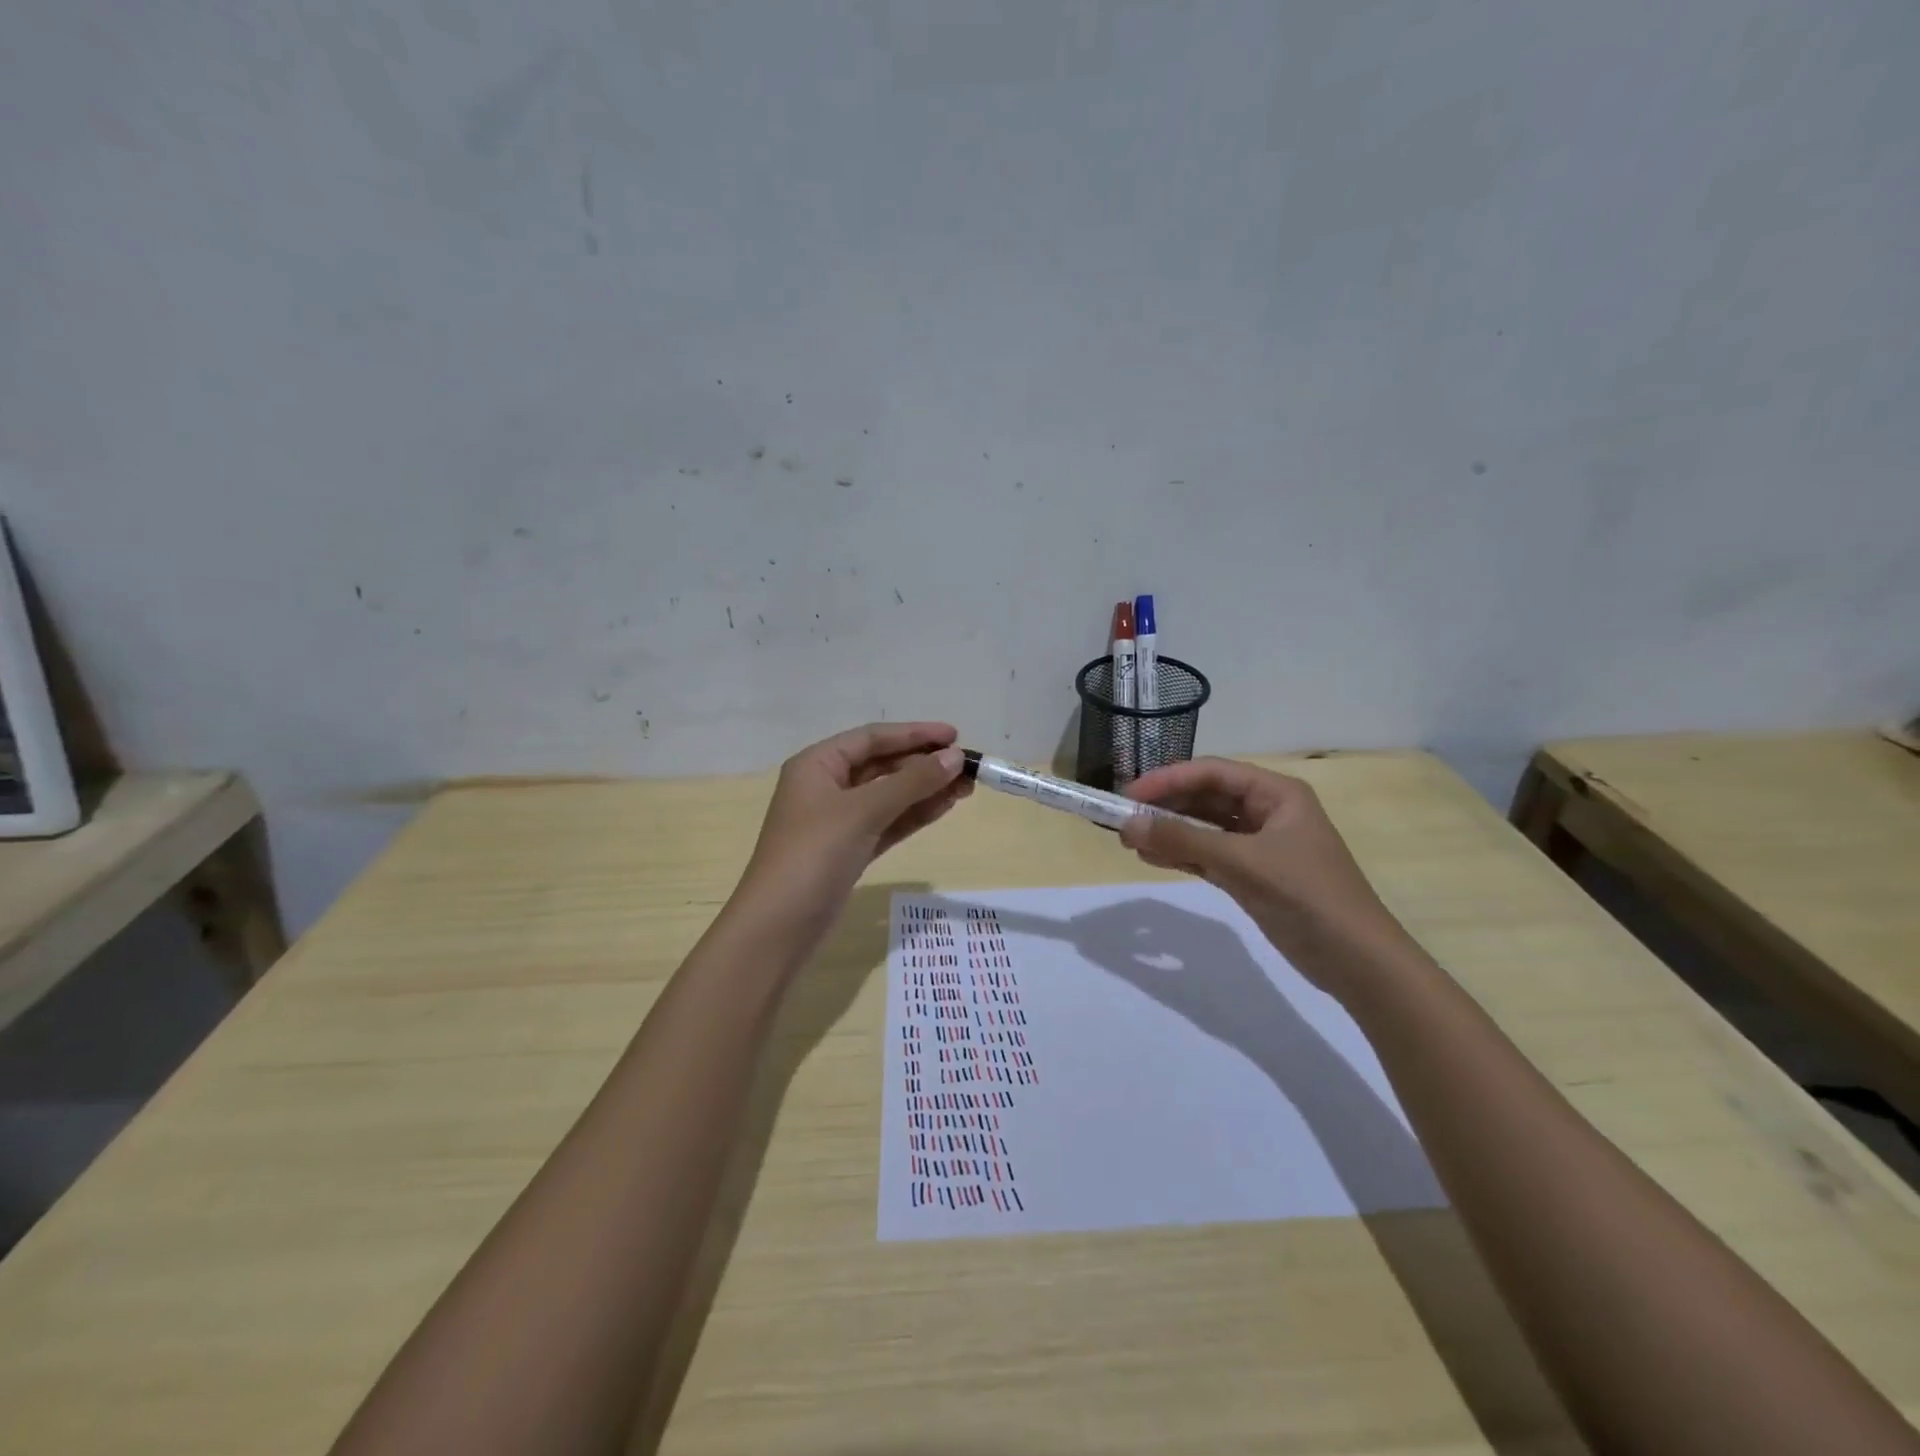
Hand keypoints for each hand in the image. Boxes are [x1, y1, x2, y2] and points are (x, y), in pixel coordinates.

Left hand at [733, 722, 969, 942]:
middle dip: (924, 764)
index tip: (955, 735)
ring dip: (925, 790)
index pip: (872, 738)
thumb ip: (911, 782)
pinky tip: (944, 807)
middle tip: (967, 767)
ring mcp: (838, 821)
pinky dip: (914, 815)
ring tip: (966, 787)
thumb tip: (954, 757)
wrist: (779, 927)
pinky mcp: (850, 850)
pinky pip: (888, 822)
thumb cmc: (814, 854)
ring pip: (889, 796)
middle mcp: (826, 786)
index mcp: (817, 765)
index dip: (914, 734)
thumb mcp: (863, 811)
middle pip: (882, 765)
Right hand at [1117, 757, 1414, 992]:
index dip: (1168, 780)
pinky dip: (1182, 856)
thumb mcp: (1242, 863)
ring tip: (1129, 841)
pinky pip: (1209, 855)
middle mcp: (1267, 812)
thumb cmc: (1306, 896)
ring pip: (1204, 828)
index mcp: (1276, 794)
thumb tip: (1127, 826)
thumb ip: (1183, 841)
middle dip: (1165, 807)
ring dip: (1170, 832)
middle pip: (1206, 798)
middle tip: (1123, 821)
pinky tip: (1153, 858)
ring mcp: (1260, 845)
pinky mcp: (1253, 875)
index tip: (1128, 795)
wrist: (1357, 960)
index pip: (1212, 773)